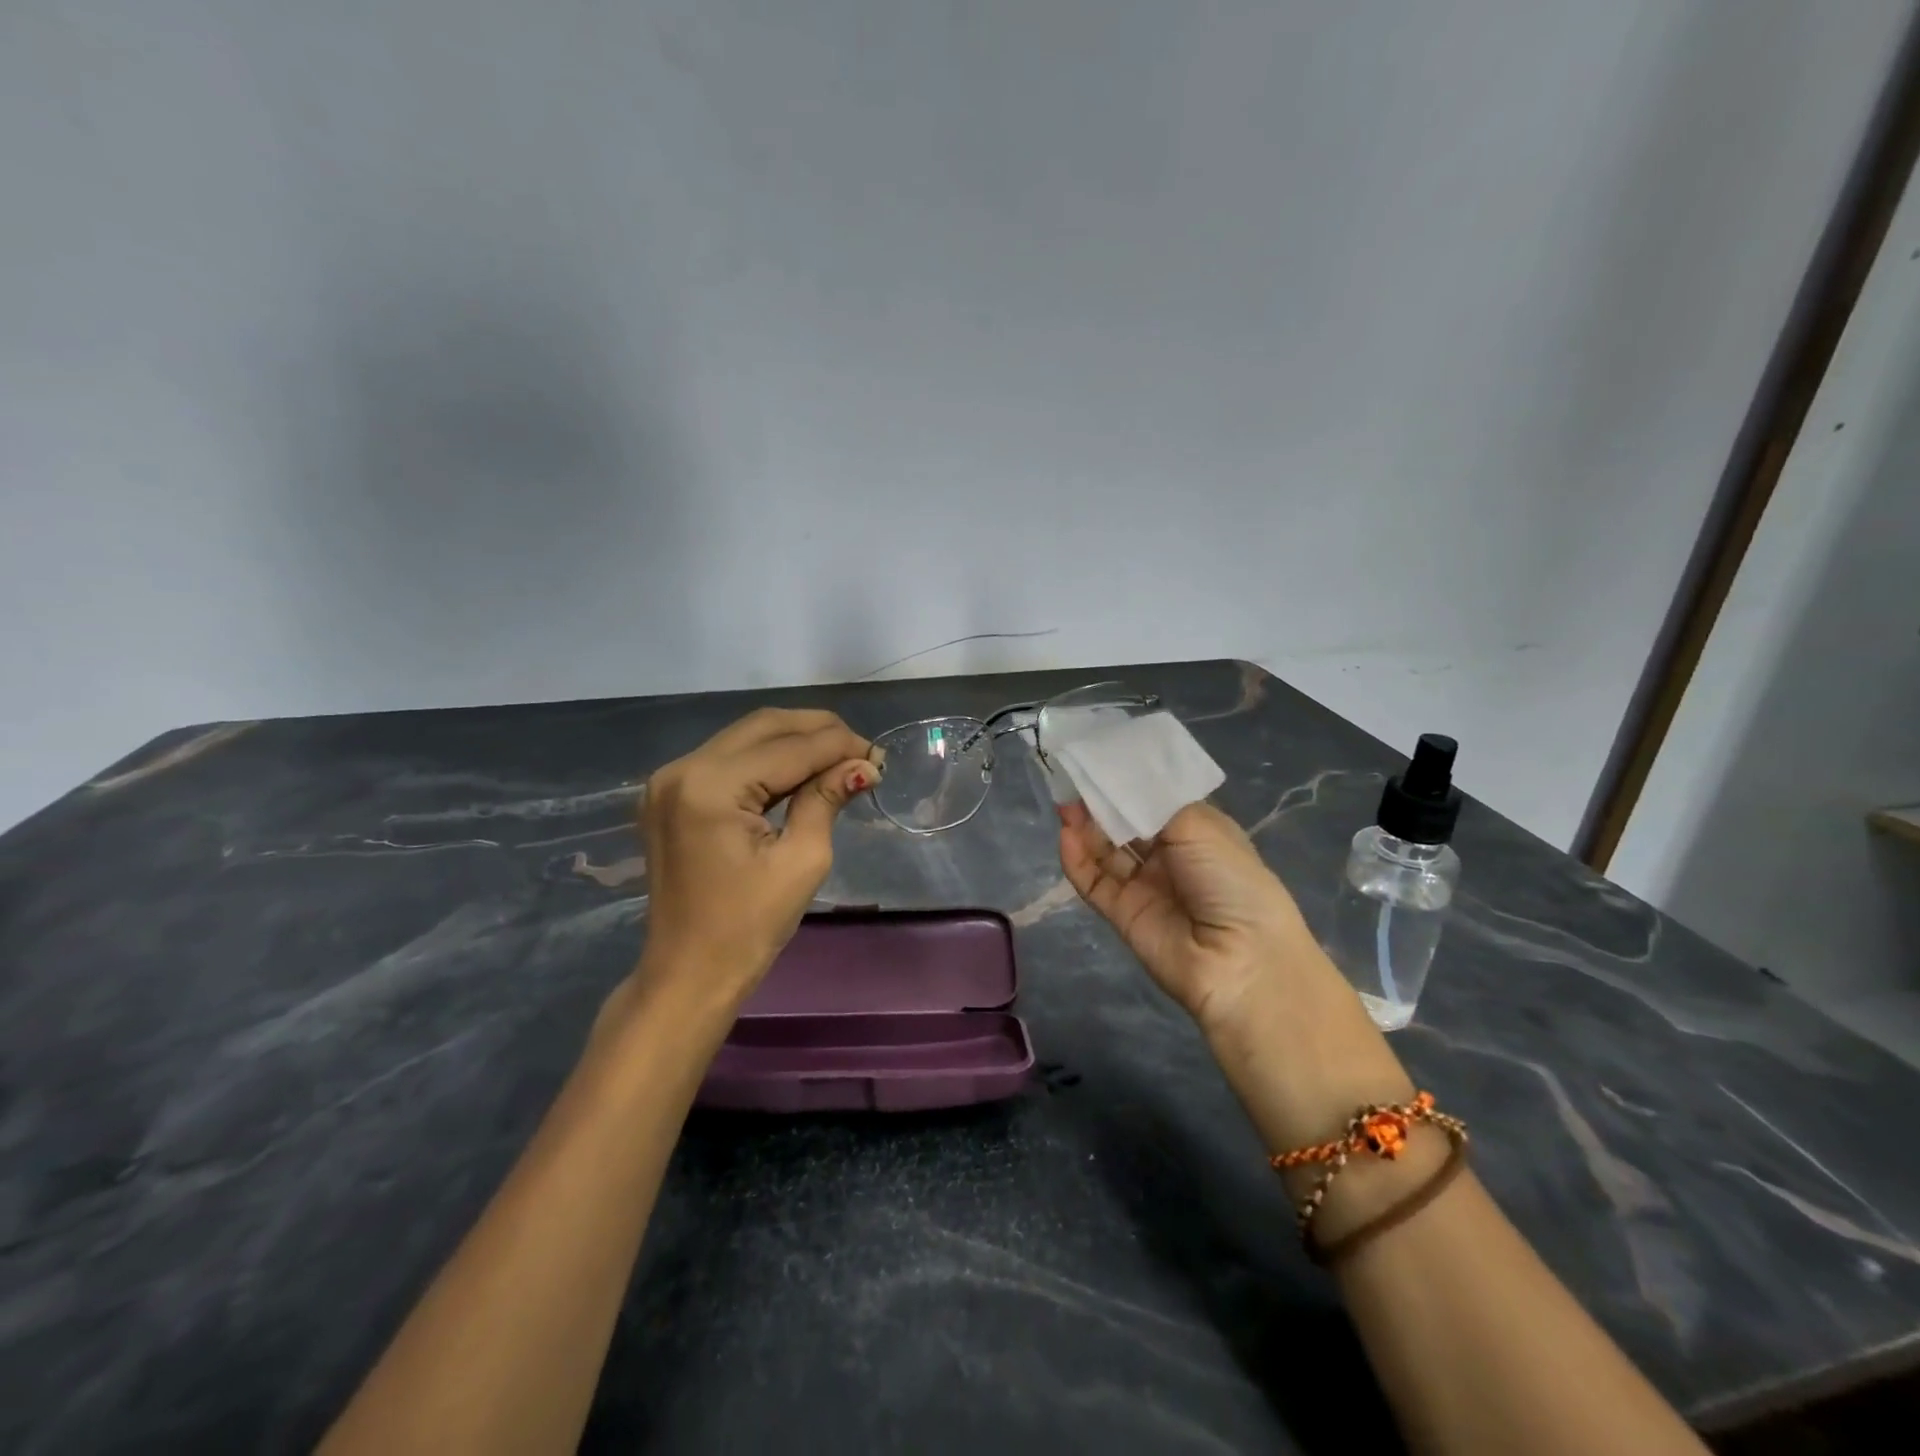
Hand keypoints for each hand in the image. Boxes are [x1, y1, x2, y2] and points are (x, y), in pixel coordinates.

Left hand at [634, 708, 878, 1007]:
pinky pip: (727, 759)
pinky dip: (767, 759)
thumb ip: (827, 799)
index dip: (840, 746)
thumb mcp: (802, 860)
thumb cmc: (749, 928)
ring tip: (838, 759)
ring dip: (794, 741)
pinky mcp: (670, 795)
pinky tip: (800, 772)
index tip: (878, 756)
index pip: (790, 748)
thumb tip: (863, 765)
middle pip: (764, 726)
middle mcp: (683, 769)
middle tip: (861, 751)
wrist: (688, 974)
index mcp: (711, 786)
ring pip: (746, 737)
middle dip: (818, 731)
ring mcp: (669, 780)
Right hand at [1057, 800, 1330, 1034]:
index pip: (1154, 800)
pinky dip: (1078, 860)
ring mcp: (1145, 886)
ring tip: (1065, 803)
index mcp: (1197, 831)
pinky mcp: (1122, 914)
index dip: (1127, 781)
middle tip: (1073, 776)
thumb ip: (1150, 803)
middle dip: (1101, 801)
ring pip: (1106, 851)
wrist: (1241, 961)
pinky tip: (1066, 837)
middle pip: (1126, 823)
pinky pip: (1094, 882)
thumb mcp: (1200, 827)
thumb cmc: (1231, 880)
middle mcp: (1171, 856)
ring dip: (1086, 827)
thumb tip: (1114, 784)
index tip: (1099, 757)